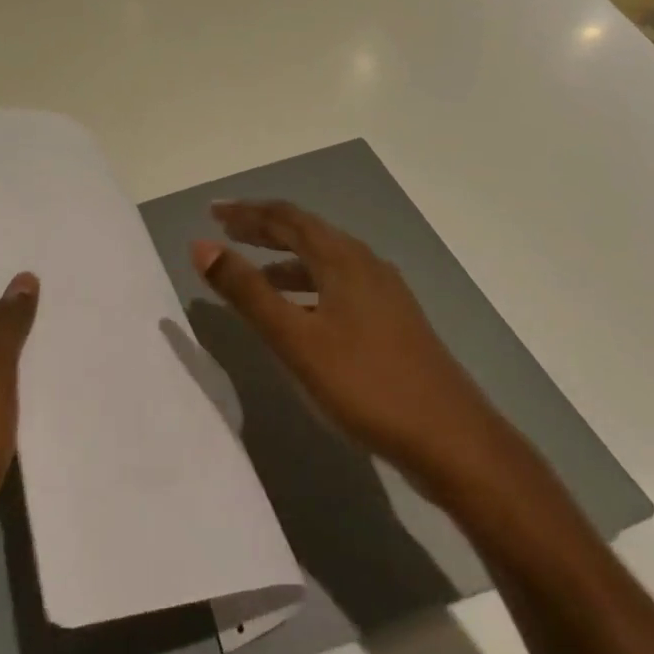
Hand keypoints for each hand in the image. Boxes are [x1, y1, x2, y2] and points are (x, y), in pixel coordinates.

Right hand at [192, 201, 521, 503]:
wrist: (453, 441)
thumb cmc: (366, 384)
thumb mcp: (295, 339)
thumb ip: (246, 292)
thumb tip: (201, 246)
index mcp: (343, 259)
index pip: (287, 217)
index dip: (247, 212)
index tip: (213, 212)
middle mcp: (365, 265)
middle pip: (307, 233)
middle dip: (264, 230)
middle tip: (227, 231)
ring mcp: (385, 294)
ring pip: (325, 262)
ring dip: (285, 260)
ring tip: (253, 274)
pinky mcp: (393, 323)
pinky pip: (339, 287)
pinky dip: (307, 288)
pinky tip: (299, 316)